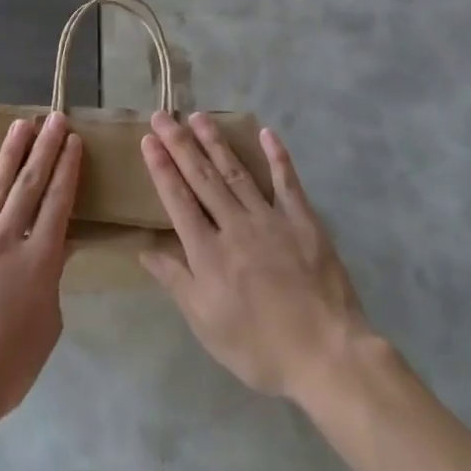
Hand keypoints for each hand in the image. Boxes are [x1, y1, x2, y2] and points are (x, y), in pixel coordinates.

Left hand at [0, 113, 81, 435]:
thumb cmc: (6, 369)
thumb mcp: (47, 326)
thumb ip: (52, 279)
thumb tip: (56, 246)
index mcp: (39, 261)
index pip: (58, 202)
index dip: (67, 169)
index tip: (74, 141)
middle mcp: (6, 240)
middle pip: (29, 184)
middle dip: (45, 148)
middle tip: (54, 118)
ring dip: (10, 153)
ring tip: (22, 125)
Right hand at [140, 112, 369, 401]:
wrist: (326, 354)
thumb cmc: (260, 348)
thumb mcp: (207, 325)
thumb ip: (176, 282)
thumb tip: (145, 250)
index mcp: (208, 253)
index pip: (178, 200)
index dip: (162, 168)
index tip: (149, 139)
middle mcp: (235, 226)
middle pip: (202, 177)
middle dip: (180, 145)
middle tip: (163, 115)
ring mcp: (270, 219)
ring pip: (236, 172)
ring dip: (216, 142)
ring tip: (199, 117)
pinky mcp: (303, 221)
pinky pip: (287, 182)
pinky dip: (277, 156)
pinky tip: (266, 133)